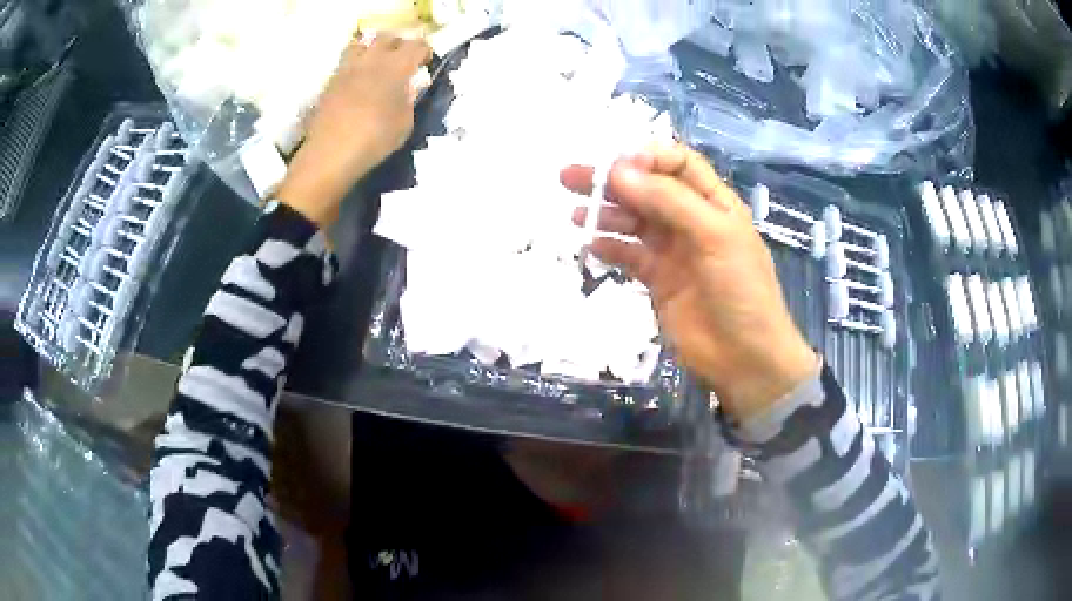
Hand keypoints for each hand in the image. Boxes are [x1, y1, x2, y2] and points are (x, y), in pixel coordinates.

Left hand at [278, 34, 430, 227]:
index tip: (425, 63)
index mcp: (396, 67)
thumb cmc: (375, 139)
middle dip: (399, 44)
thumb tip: (409, 87)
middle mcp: (372, 60)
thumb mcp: (405, 122)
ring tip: (376, 64)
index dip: (424, 51)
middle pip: (388, 37)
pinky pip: (346, 62)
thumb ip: (409, 98)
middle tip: (402, 59)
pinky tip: (358, 82)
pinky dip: (356, 65)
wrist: (331, 153)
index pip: (417, 45)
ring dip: (372, 48)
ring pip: (362, 43)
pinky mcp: (331, 81)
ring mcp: (348, 68)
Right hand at [561, 144, 818, 420]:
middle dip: (612, 180)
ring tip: (574, 214)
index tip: (616, 166)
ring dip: (605, 213)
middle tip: (571, 177)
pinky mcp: (658, 280)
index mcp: (714, 202)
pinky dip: (609, 248)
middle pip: (648, 188)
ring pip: (634, 221)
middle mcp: (692, 220)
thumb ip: (669, 201)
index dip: (647, 158)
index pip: (678, 164)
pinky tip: (589, 245)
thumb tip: (618, 171)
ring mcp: (673, 251)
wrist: (745, 358)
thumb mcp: (715, 236)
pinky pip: (629, 255)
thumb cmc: (741, 291)